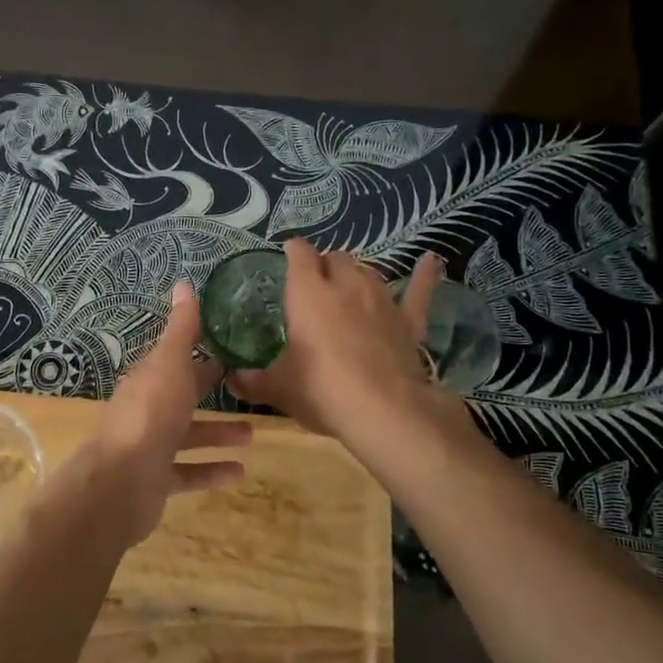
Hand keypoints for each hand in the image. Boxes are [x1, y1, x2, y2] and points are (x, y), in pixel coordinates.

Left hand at [78, 281, 249, 547]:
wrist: (121, 482)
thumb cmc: (150, 415)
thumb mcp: (170, 364)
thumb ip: (181, 329)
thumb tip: (183, 282)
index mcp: (147, 380)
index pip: (175, 361)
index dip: (199, 354)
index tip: (230, 351)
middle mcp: (146, 411)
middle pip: (181, 397)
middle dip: (209, 392)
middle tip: (247, 389)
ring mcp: (149, 447)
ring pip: (187, 437)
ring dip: (217, 434)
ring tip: (252, 435)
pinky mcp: (156, 481)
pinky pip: (188, 473)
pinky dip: (212, 471)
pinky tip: (239, 473)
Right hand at [229, 241, 446, 447]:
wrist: (384, 411)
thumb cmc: (321, 390)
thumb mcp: (279, 388)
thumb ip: (253, 382)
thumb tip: (231, 381)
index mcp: (308, 293)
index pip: (300, 255)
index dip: (293, 251)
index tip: (287, 255)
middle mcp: (345, 285)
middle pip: (336, 259)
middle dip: (324, 264)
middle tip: (315, 283)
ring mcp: (381, 300)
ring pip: (368, 271)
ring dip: (356, 274)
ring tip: (348, 285)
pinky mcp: (408, 321)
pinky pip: (418, 291)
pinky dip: (424, 276)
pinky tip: (430, 261)